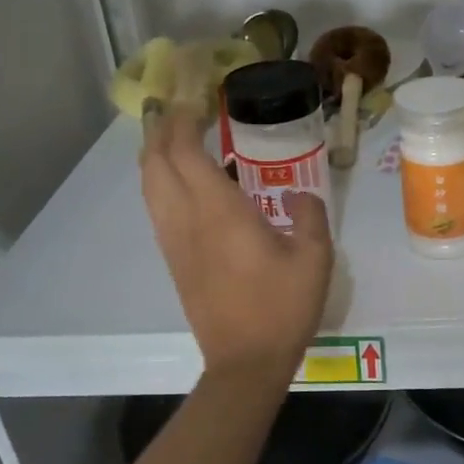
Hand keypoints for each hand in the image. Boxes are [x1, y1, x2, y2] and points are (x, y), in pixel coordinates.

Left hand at [140, 108, 333, 382]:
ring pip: (148, 186)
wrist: (244, 363)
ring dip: (155, 155)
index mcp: (219, 212)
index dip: (183, 121)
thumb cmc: (282, 308)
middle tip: (182, 110)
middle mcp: (187, 220)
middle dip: (161, 130)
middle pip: (155, 163)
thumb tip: (298, 195)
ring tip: (174, 137)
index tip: (196, 100)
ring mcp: (174, 242)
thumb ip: (309, 216)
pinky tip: (180, 183)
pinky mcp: (173, 261)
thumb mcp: (315, 258)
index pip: (185, 152)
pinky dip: (159, 182)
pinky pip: (156, 208)